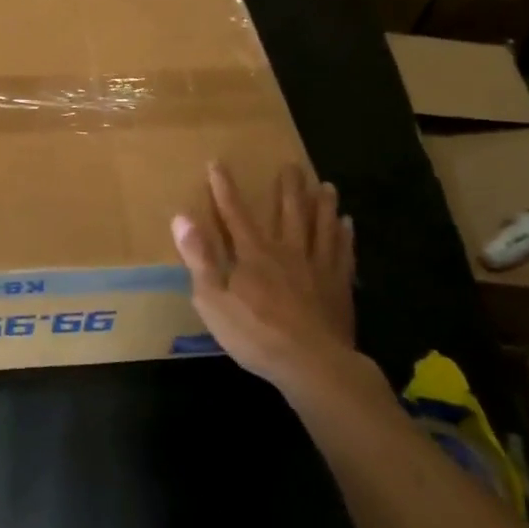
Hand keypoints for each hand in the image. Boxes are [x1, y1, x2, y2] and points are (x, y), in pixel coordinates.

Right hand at [172, 162, 368, 400]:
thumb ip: (199, 257)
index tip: (218, 163)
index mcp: (254, 254)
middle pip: (289, 212)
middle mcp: (287, 251)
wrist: (312, 364)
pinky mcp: (339, 287)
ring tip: (326, 185)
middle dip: (288, 188)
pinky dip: (344, 236)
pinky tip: (347, 224)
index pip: (235, 214)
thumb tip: (181, 217)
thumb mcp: (212, 299)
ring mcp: (317, 268)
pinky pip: (343, 253)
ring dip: (322, 204)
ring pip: (321, 227)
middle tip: (292, 165)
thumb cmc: (255, 334)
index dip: (224, 188)